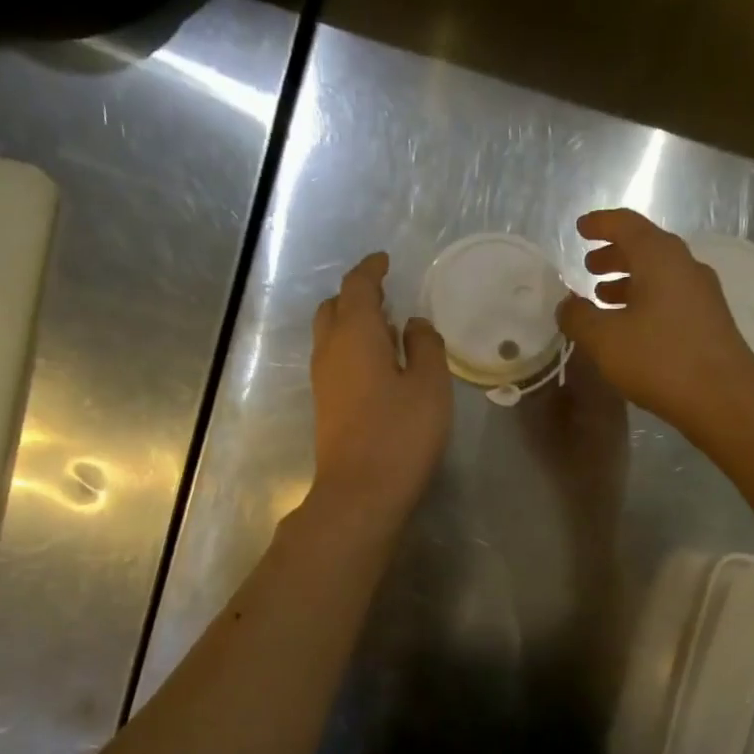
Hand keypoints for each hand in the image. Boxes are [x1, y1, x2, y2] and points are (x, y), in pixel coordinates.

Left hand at [311, 251, 452, 521]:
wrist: (360, 492)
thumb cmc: (401, 434)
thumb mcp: (430, 386)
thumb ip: (426, 346)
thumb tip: (414, 324)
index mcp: (356, 335)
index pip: (357, 287)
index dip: (371, 270)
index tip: (384, 261)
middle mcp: (330, 350)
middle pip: (334, 307)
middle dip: (356, 294)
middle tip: (385, 295)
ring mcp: (323, 379)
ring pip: (330, 334)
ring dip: (352, 322)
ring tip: (386, 328)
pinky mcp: (325, 404)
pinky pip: (334, 359)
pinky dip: (351, 347)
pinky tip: (378, 364)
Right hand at [555, 209, 753, 426]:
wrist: (724, 397)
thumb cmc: (659, 359)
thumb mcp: (604, 339)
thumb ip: (579, 317)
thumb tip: (566, 305)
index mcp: (659, 257)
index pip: (626, 224)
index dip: (600, 224)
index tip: (580, 228)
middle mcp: (685, 266)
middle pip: (645, 248)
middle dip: (614, 255)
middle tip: (588, 267)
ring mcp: (702, 294)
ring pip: (659, 275)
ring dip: (629, 281)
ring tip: (603, 298)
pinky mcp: (709, 321)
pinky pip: (670, 298)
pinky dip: (645, 301)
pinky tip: (630, 327)